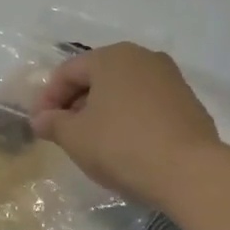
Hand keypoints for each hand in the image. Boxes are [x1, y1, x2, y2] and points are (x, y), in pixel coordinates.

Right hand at [30, 42, 222, 208]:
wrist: (189, 172)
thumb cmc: (122, 146)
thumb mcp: (75, 137)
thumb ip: (53, 123)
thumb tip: (41, 119)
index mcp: (112, 57)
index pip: (68, 72)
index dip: (48, 98)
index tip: (40, 126)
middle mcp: (143, 58)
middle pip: (97, 77)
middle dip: (75, 104)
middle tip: (63, 133)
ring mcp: (170, 79)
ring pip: (123, 91)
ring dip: (102, 112)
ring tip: (93, 142)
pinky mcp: (188, 103)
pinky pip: (146, 105)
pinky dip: (129, 119)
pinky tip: (125, 146)